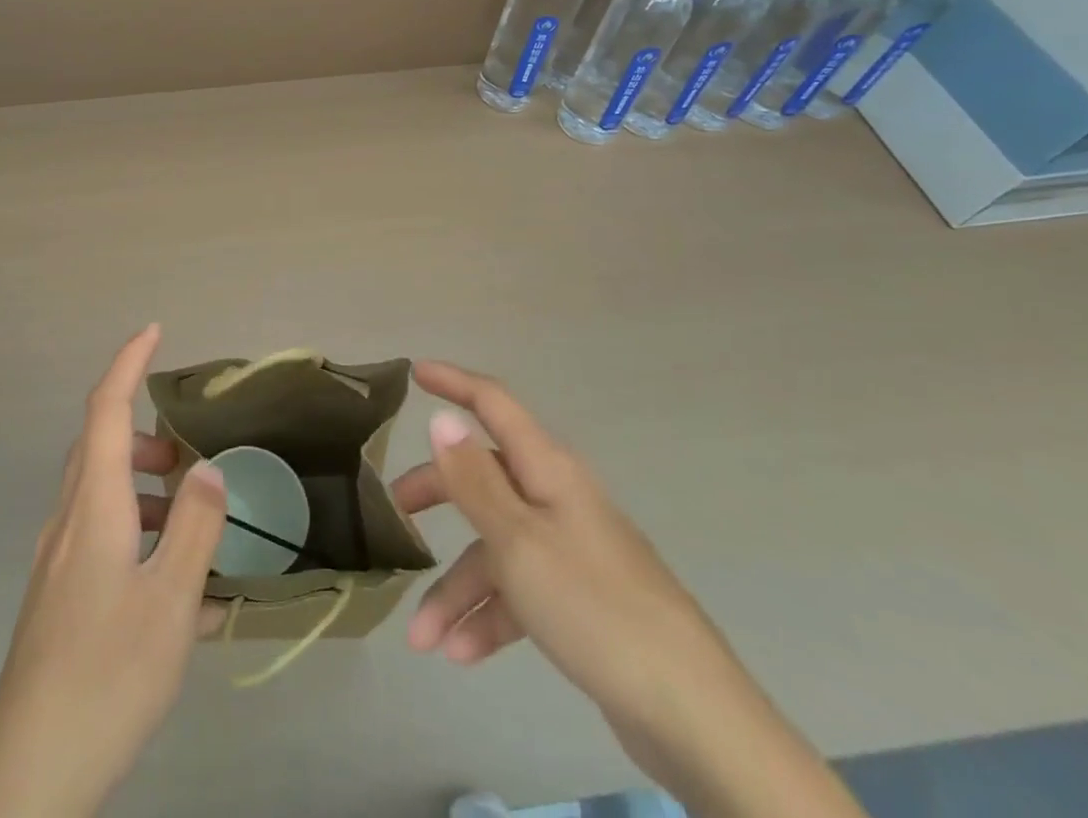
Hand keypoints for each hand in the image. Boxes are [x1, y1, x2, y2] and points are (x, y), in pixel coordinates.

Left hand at [0, 325, 225, 817]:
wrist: (30, 777)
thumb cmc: (106, 676)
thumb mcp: (170, 603)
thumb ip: (195, 528)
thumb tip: (207, 468)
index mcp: (93, 507)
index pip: (106, 409)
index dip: (128, 363)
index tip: (154, 331)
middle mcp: (68, 522)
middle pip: (99, 448)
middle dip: (144, 436)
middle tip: (188, 455)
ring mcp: (56, 563)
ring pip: (99, 494)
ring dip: (142, 488)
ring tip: (189, 523)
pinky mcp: (56, 598)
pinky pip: (98, 538)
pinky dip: (135, 535)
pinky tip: (173, 590)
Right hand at [393, 361, 865, 817]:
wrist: (692, 716)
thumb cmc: (594, 607)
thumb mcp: (518, 540)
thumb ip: (474, 479)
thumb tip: (442, 419)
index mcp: (548, 470)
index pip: (494, 404)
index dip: (453, 383)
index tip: (414, 372)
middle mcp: (558, 499)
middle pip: (484, 478)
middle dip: (438, 494)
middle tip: (395, 511)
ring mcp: (570, 550)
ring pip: (496, 549)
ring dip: (456, 589)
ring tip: (422, 638)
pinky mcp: (579, 600)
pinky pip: (518, 592)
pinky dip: (488, 617)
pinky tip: (462, 654)